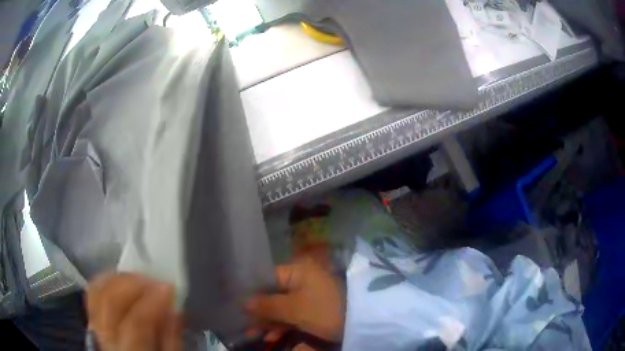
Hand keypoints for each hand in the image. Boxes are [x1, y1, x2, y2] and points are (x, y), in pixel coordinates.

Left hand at [86, 273, 182, 350]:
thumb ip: (171, 339)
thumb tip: (173, 311)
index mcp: (129, 350)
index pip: (136, 323)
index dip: (152, 302)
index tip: (168, 287)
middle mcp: (106, 336)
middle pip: (111, 301)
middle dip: (134, 284)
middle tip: (155, 280)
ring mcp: (96, 325)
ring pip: (98, 291)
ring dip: (120, 279)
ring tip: (141, 278)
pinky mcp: (93, 316)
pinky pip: (93, 291)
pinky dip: (107, 280)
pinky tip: (123, 280)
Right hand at [244, 258, 345, 342]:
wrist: (360, 321)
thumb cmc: (324, 309)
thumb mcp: (294, 309)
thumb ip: (267, 305)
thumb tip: (244, 303)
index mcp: (297, 271)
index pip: (267, 278)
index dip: (252, 293)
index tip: (237, 306)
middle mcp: (301, 281)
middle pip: (273, 295)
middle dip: (259, 313)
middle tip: (245, 327)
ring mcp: (308, 296)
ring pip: (282, 308)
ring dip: (268, 322)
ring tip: (254, 335)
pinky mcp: (314, 310)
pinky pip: (293, 316)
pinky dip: (282, 325)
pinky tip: (272, 337)